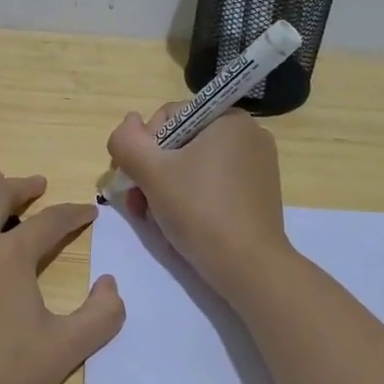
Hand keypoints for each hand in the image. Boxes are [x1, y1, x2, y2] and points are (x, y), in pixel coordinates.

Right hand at [106, 106, 291, 298]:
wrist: (248, 266)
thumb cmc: (199, 210)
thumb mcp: (151, 172)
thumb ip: (127, 141)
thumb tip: (128, 123)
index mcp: (229, 119)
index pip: (169, 117)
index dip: (143, 146)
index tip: (134, 178)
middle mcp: (248, 135)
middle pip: (180, 143)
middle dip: (151, 172)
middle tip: (138, 204)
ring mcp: (256, 166)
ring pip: (193, 166)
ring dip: (164, 188)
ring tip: (152, 217)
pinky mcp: (256, 194)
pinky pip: (212, 184)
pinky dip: (189, 198)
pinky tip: (177, 223)